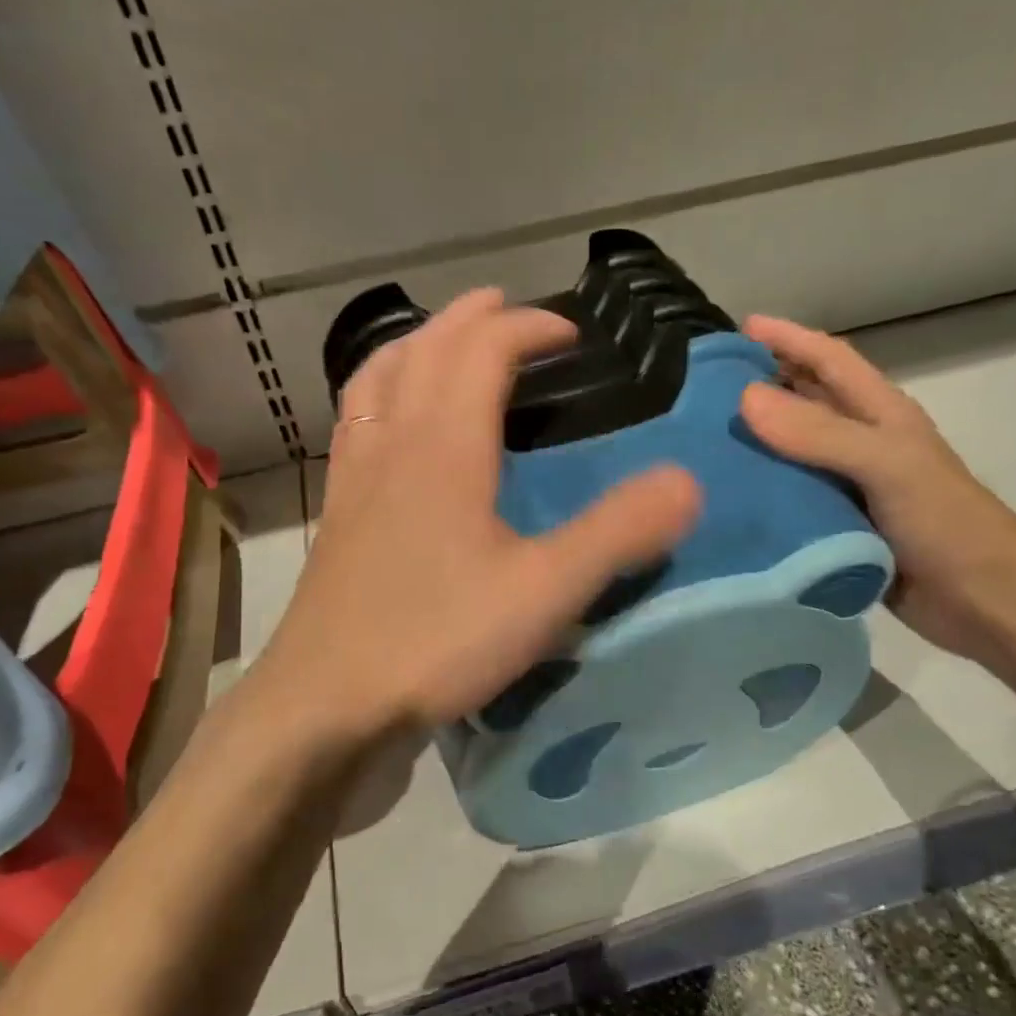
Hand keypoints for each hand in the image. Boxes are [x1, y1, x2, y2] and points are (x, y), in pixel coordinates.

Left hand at [262, 288, 701, 733]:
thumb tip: (688, 482)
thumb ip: (617, 534)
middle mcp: (392, 444)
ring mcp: (355, 480)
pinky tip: (390, 426)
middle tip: (507, 310)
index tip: (571, 336)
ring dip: (415, 346)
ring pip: (376, 381)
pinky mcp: (338, 518)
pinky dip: (378, 396)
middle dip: (469, 320)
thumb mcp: (544, 592)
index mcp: (442, 445)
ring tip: (441, 343)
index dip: (528, 328)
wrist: (327, 705)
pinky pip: (355, 427)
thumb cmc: (436, 640)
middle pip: (424, 350)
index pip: (482, 350)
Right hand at [737, 315, 1015, 666]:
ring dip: (753, 442)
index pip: (829, 360)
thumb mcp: (885, 465)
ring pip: (791, 452)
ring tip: (701, 441)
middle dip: (761, 385)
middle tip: (703, 389)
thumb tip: (746, 397)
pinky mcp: (836, 527)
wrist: (981, 599)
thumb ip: (819, 432)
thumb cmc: (942, 521)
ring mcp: (848, 487)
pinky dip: (759, 493)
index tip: (739, 328)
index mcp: (880, 416)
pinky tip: (725, 500)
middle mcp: (860, 444)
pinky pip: (789, 499)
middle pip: (805, 402)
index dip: (789, 339)